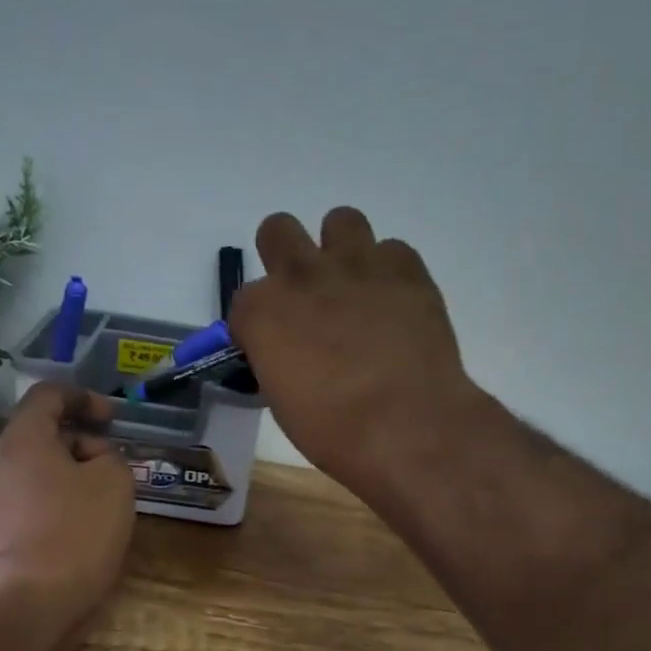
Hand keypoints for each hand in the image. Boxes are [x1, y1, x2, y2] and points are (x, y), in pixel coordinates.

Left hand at [0, 382, 136, 650]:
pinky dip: (64, 496)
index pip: (48, 394)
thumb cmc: (76, 529)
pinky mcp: (4, 527)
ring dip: (77, 471)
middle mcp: (2, 460)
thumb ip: (108, 454)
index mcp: (23, 438)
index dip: (84, 397)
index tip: (112, 419)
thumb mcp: (113, 479)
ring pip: (42, 466)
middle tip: (116, 462)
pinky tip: (91, 520)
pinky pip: (38, 495)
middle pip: (44, 431)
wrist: (32, 600)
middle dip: (84, 439)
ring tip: (110, 495)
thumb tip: (92, 461)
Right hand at [229, 207, 478, 495]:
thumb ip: (277, 358)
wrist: (407, 427)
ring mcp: (356, 264)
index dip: (259, 323)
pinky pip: (393, 250)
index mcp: (261, 311)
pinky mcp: (406, 269)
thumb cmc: (333, 430)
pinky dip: (390, 272)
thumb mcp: (282, 399)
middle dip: (285, 256)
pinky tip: (396, 304)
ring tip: (356, 287)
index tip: (275, 345)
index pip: (244, 300)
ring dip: (342, 248)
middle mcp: (301, 275)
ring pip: (341, 220)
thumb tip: (289, 352)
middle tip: (307, 296)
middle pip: (277, 230)